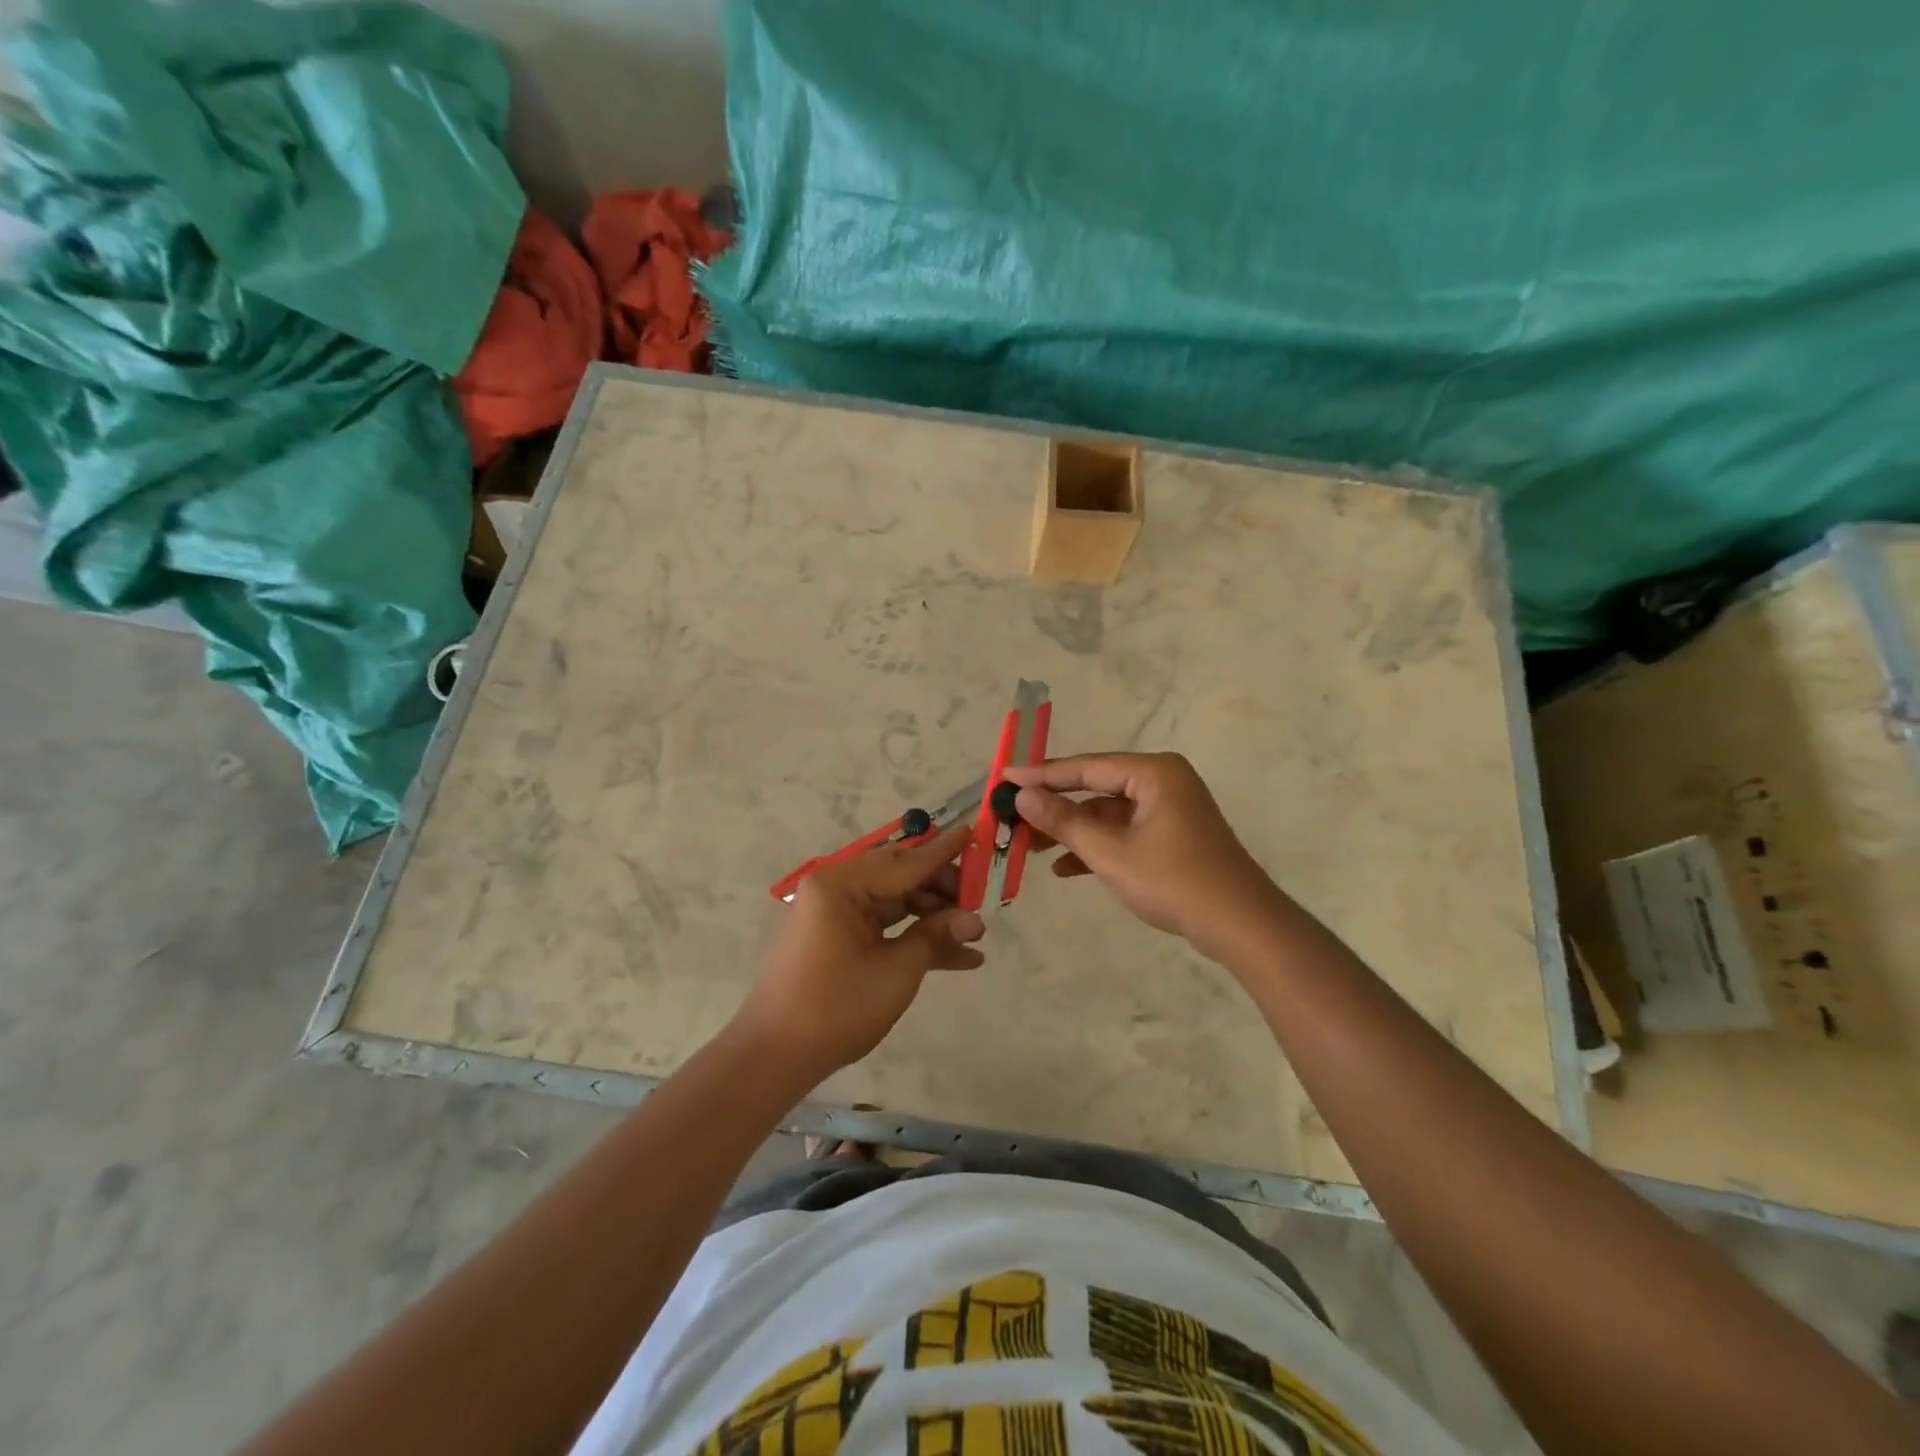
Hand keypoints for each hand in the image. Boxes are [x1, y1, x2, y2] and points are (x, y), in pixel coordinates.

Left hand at [734, 823, 985, 1083]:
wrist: (776, 1056)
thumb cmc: (836, 1007)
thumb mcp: (896, 971)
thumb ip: (935, 937)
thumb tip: (975, 921)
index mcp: (842, 885)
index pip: (906, 862)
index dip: (944, 853)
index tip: (975, 833)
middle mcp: (837, 889)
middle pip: (901, 877)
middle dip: (943, 891)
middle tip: (981, 905)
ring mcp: (837, 914)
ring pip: (897, 902)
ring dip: (934, 918)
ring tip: (975, 936)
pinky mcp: (839, 938)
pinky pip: (884, 926)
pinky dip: (915, 938)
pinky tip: (958, 957)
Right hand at [1002, 752, 1280, 960]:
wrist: (1240, 925)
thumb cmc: (1174, 881)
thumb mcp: (1111, 853)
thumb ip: (1064, 821)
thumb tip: (1023, 795)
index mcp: (1154, 773)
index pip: (1086, 767)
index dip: (1041, 775)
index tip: (1005, 778)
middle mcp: (1162, 781)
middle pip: (1095, 787)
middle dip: (1055, 805)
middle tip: (1013, 814)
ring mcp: (1168, 808)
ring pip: (1107, 812)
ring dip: (1072, 829)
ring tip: (1031, 846)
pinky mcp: (1171, 834)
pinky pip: (1124, 830)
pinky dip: (1097, 845)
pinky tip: (1065, 868)